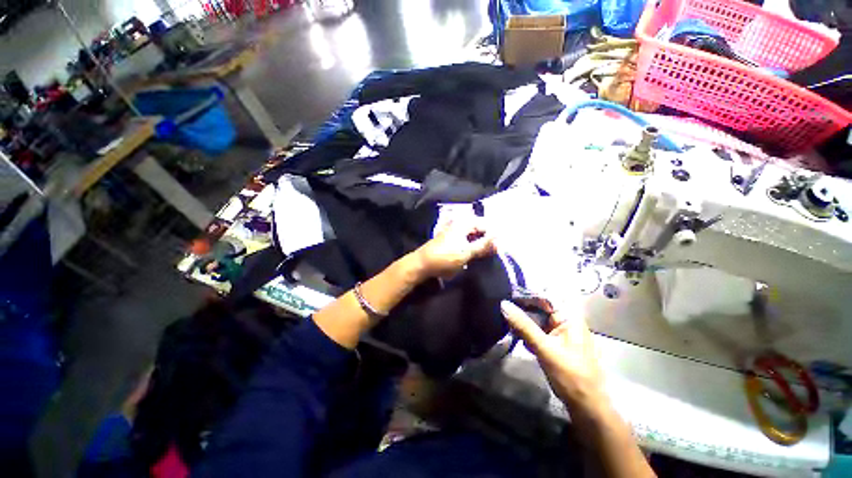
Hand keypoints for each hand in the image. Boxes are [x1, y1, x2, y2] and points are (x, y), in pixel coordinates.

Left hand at [414, 220, 494, 278]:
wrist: (422, 264)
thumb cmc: (445, 257)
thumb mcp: (467, 252)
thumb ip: (484, 245)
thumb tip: (500, 238)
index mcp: (464, 223)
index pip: (485, 224)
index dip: (494, 235)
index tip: (501, 247)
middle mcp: (459, 225)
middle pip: (479, 230)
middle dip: (487, 240)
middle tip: (495, 252)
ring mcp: (454, 233)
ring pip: (473, 237)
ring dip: (480, 245)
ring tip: (486, 255)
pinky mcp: (451, 242)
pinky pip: (466, 242)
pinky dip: (472, 248)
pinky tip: (474, 256)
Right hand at [500, 300, 604, 408]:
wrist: (587, 406)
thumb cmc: (570, 376)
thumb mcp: (544, 349)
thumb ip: (523, 326)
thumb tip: (504, 304)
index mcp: (570, 317)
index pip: (546, 296)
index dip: (527, 294)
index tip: (507, 295)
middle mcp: (568, 321)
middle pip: (542, 307)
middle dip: (523, 308)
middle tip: (504, 309)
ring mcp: (563, 333)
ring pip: (540, 319)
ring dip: (525, 321)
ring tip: (508, 321)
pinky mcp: (558, 343)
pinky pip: (541, 330)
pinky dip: (529, 331)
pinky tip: (519, 336)